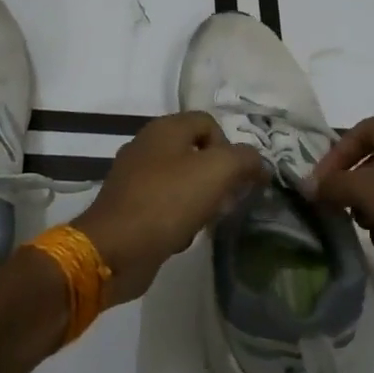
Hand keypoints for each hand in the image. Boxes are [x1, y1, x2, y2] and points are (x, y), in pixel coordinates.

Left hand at [74, 112, 267, 306]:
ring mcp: (134, 177)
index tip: (237, 177)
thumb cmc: (167, 202)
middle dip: (218, 177)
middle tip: (227, 201)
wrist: (114, 249)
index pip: (209, 123)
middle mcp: (147, 146)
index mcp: (164, 129)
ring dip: (201, 200)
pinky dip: (179, 218)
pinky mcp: (129, 207)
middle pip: (196, 152)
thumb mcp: (218, 172)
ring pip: (182, 181)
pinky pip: (165, 205)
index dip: (230, 146)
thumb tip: (258, 164)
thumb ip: (245, 159)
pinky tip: (183, 236)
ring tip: (206, 221)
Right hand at [305, 112, 373, 282]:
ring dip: (373, 211)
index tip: (316, 190)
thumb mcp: (364, 188)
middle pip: (368, 165)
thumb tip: (306, 185)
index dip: (330, 163)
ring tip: (372, 228)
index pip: (351, 137)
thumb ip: (331, 185)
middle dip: (353, 191)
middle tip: (340, 212)